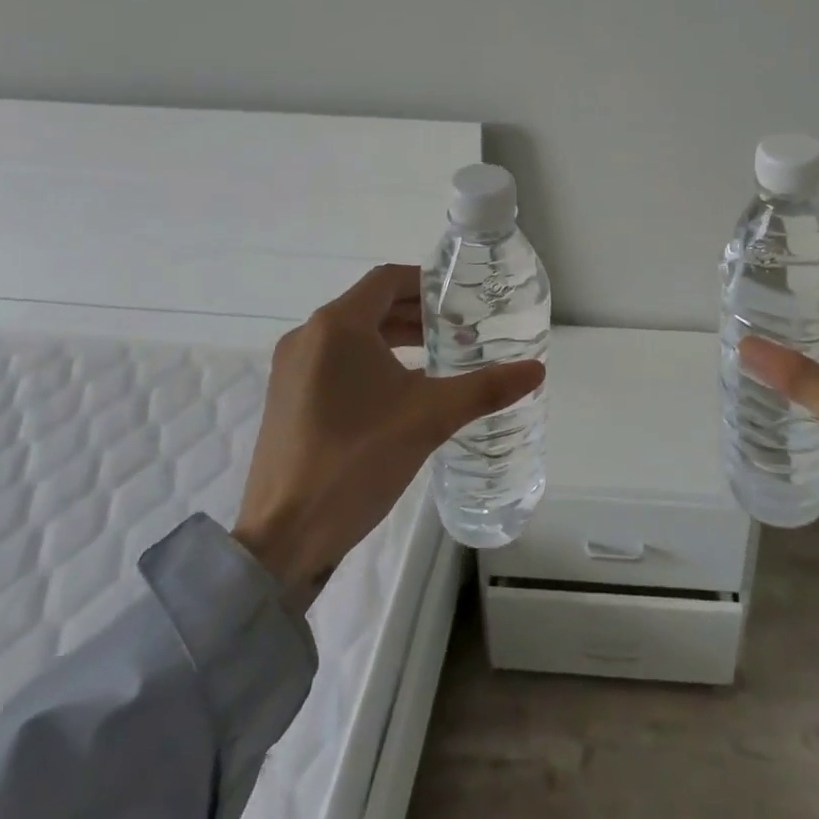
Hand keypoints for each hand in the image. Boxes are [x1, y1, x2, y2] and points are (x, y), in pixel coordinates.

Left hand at [233, 263, 543, 596]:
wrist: (282, 539)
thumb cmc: (356, 461)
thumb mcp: (429, 418)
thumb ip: (484, 389)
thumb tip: (537, 369)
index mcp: (337, 326)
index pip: (387, 279)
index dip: (426, 281)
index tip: (461, 296)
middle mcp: (308, 336)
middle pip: (370, 305)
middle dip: (416, 313)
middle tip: (460, 327)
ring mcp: (291, 369)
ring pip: (351, 335)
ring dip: (394, 337)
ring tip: (438, 355)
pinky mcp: (286, 399)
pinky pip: (334, 361)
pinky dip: (369, 361)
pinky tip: (399, 390)